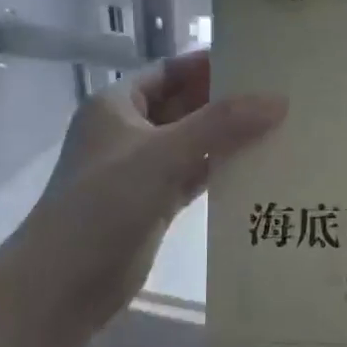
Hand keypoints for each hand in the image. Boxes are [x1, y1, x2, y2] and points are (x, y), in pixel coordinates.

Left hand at [0, 52, 283, 346]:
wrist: (63, 284)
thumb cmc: (103, 205)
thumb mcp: (162, 155)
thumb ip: (220, 125)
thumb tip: (279, 100)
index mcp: (118, 105)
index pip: (172, 70)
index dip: (212, 64)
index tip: (260, 62)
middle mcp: (129, 132)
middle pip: (186, 106)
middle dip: (228, 102)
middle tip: (282, 96)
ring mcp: (141, 170)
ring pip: (193, 144)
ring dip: (229, 140)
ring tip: (282, 129)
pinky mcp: (154, 204)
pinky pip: (194, 178)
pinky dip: (222, 173)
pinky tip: (259, 170)